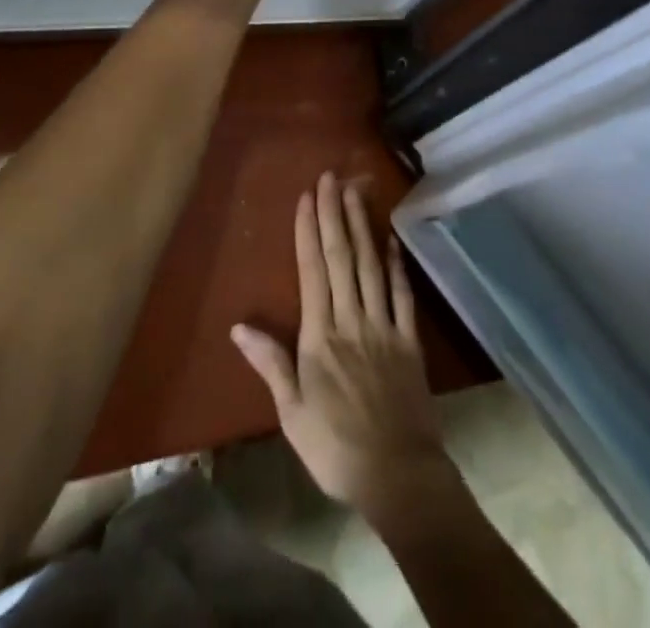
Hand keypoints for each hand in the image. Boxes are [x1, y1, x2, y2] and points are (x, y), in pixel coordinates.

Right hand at [231, 172, 453, 527]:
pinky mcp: (409, 338)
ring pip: (371, 265)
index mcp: (321, 336)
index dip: (309, 231)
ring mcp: (384, 325)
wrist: (397, 472)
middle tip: (331, 177)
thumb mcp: (292, 413)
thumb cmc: (335, 447)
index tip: (307, 198)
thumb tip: (239, 325)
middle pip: (342, 257)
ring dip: (362, 226)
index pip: (313, 271)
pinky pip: (402, 293)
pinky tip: (391, 239)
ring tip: (357, 191)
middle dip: (335, 214)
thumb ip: (271, 363)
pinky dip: (396, 263)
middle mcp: (352, 319)